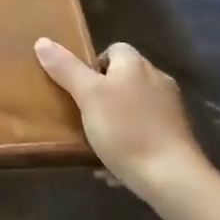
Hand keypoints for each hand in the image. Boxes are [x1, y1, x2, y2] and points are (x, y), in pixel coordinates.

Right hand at [34, 39, 212, 197]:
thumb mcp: (88, 96)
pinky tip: (117, 164)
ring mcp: (171, 109)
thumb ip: (66, 69)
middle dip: (103, 95)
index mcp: (135, 64)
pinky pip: (146, 132)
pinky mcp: (177, 137)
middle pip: (123, 78)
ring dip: (116, 121)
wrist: (173, 178)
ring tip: (97, 143)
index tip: (78, 87)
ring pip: (134, 107)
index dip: (93, 65)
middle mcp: (157, 79)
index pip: (113, 49)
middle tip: (83, 115)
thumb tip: (42, 41)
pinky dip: (131, 142)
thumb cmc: (126, 130)